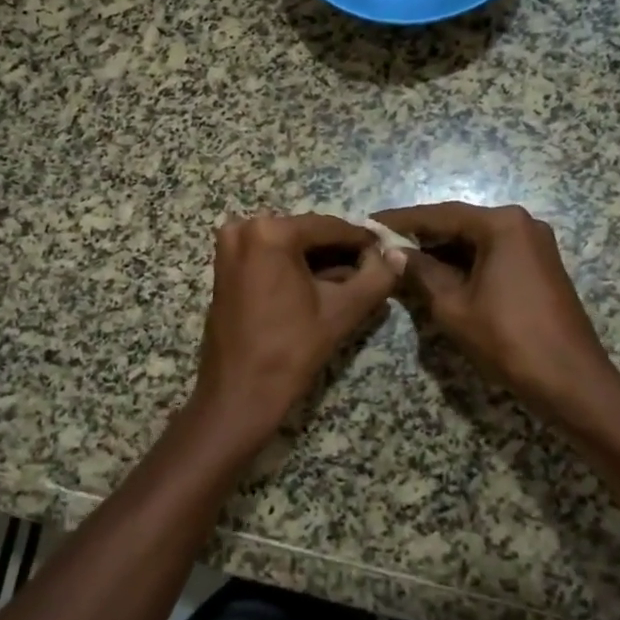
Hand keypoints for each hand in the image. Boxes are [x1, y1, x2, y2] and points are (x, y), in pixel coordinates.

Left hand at [187, 213, 401, 449]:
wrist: (239, 392)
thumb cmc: (290, 349)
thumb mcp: (342, 311)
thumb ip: (376, 278)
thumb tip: (396, 255)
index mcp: (270, 232)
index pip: (329, 227)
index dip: (362, 240)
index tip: (387, 251)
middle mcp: (244, 228)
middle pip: (307, 234)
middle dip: (339, 251)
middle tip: (371, 269)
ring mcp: (229, 247)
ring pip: (288, 246)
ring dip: (318, 261)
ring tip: (350, 282)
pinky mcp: (224, 267)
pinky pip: (268, 257)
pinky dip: (294, 268)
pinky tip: (319, 287)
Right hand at [372, 202, 614, 423]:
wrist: (570, 380)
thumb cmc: (507, 339)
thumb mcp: (453, 305)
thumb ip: (420, 272)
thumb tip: (392, 252)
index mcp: (501, 224)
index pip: (440, 215)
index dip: (401, 221)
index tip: (369, 223)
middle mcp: (521, 224)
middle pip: (459, 224)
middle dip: (421, 236)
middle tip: (382, 245)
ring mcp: (534, 244)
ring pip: (476, 241)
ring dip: (442, 251)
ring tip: (402, 261)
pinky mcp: (539, 266)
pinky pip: (493, 254)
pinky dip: (465, 263)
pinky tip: (438, 275)